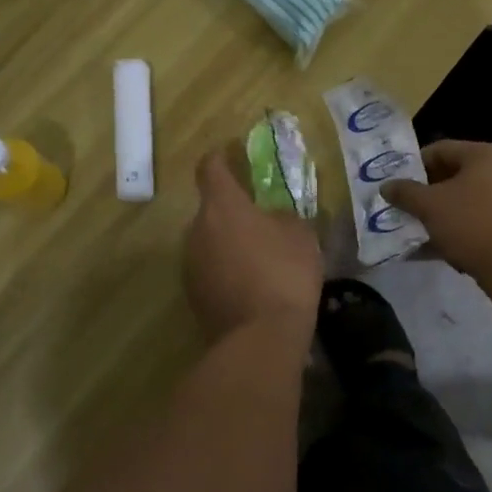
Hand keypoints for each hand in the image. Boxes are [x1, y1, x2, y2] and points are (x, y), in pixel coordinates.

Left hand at [183, 150, 322, 343]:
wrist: (260, 337)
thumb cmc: (284, 274)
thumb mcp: (301, 236)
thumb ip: (284, 218)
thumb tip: (272, 220)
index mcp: (222, 207)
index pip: (210, 169)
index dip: (220, 158)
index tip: (230, 154)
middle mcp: (197, 230)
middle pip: (211, 209)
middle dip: (233, 211)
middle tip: (261, 221)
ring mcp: (190, 264)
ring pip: (210, 241)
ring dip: (229, 243)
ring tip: (260, 258)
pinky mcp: (192, 295)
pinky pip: (210, 269)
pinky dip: (226, 270)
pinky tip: (252, 285)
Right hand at [380, 140, 491, 285]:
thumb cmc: (471, 224)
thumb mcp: (430, 206)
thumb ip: (405, 192)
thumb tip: (386, 186)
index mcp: (485, 154)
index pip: (441, 149)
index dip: (413, 165)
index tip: (394, 183)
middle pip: (452, 174)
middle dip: (424, 191)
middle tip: (401, 205)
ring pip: (462, 199)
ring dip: (436, 212)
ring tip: (411, 226)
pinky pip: (473, 219)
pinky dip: (452, 228)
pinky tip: (429, 246)